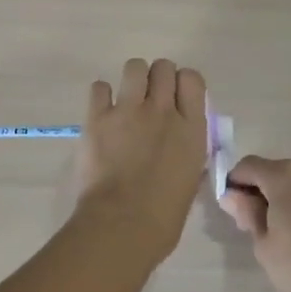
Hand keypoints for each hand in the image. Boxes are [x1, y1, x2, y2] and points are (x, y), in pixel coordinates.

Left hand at [70, 59, 209, 267]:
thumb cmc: (164, 216)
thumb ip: (189, 155)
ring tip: (126, 100)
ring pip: (135, 67)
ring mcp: (129, 110)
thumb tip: (183, 147)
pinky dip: (101, 96)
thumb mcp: (190, 181)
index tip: (176, 98)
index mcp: (192, 128)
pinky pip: (99, 87)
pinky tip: (102, 113)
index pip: (192, 79)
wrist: (123, 224)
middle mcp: (163, 110)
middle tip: (149, 100)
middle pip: (163, 67)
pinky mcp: (98, 117)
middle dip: (157, 79)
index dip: (182, 84)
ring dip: (133, 80)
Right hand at [219, 156, 290, 291]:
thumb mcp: (263, 243)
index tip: (231, 211)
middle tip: (250, 226)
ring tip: (274, 233)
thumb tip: (232, 196)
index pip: (247, 166)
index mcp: (283, 175)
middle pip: (271, 171)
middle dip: (256, 191)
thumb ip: (247, 213)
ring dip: (277, 198)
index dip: (234, 183)